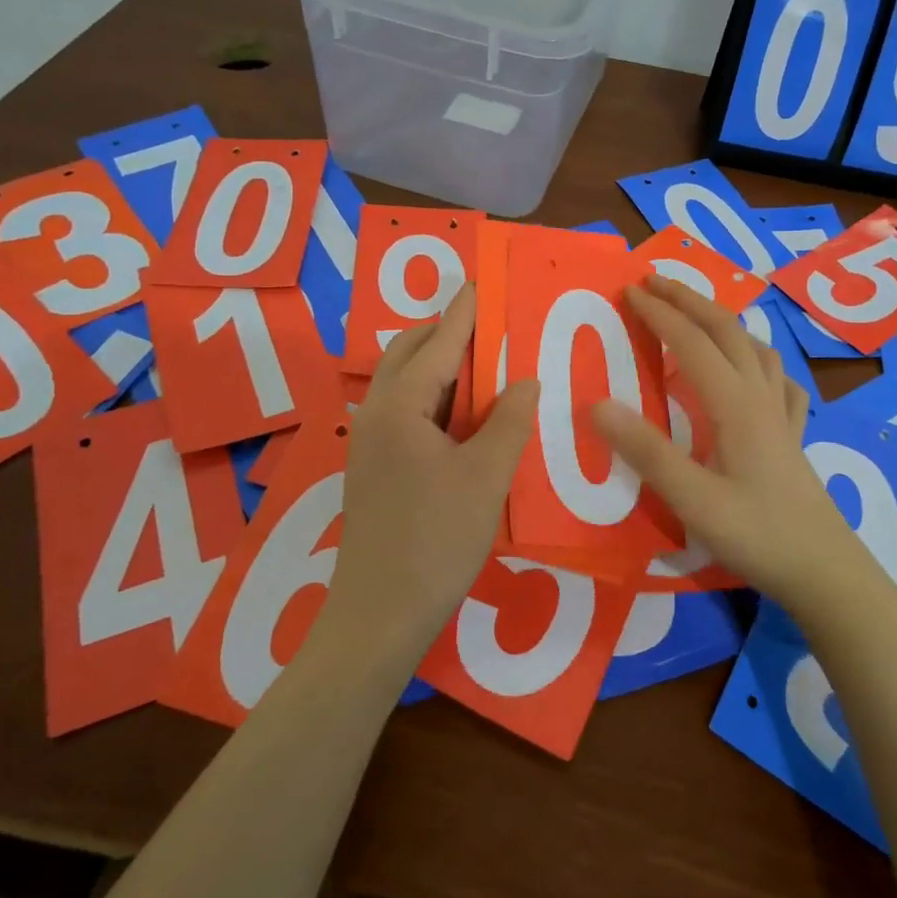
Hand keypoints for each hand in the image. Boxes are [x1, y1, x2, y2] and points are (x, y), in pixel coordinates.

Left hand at [328, 285, 537, 666]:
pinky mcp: (373, 468)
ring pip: (404, 384)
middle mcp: (375, 414)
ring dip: (439, 367)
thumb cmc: (436, 540)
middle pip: (408, 354)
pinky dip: (434, 399)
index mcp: (399, 407)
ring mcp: (369, 442)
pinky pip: (405, 412)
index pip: (437, 343)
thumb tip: (527, 380)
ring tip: (483, 365)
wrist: (379, 616)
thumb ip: (509, 422)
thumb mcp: (485, 478)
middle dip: (444, 333)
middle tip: (489, 327)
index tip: (480, 282)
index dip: (463, 313)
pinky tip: (464, 416)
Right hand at [591, 276, 868, 612]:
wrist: (826, 571)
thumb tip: (597, 404)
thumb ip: (647, 453)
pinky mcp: (792, 435)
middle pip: (726, 330)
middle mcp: (760, 397)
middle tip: (654, 282)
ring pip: (754, 347)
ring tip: (696, 317)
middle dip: (689, 299)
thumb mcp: (693, 501)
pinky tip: (753, 371)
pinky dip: (757, 358)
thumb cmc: (758, 536)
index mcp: (735, 405)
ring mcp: (781, 414)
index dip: (660, 313)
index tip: (629, 291)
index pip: (692, 343)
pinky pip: (776, 378)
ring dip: (721, 321)